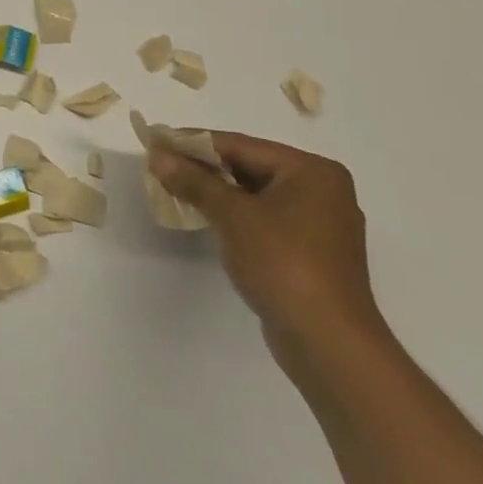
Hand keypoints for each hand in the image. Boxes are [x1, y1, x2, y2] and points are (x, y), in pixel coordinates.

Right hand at [151, 133, 388, 375]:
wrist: (328, 343)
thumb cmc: (283, 264)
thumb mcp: (232, 215)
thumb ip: (193, 181)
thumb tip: (157, 155)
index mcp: (311, 172)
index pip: (240, 145)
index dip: (193, 142)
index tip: (155, 140)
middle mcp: (321, 190)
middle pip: (248, 166)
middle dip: (202, 166)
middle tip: (159, 164)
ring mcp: (317, 223)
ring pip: (253, 193)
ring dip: (214, 190)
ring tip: (172, 186)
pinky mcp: (308, 251)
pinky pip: (262, 217)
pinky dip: (232, 213)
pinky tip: (202, 215)